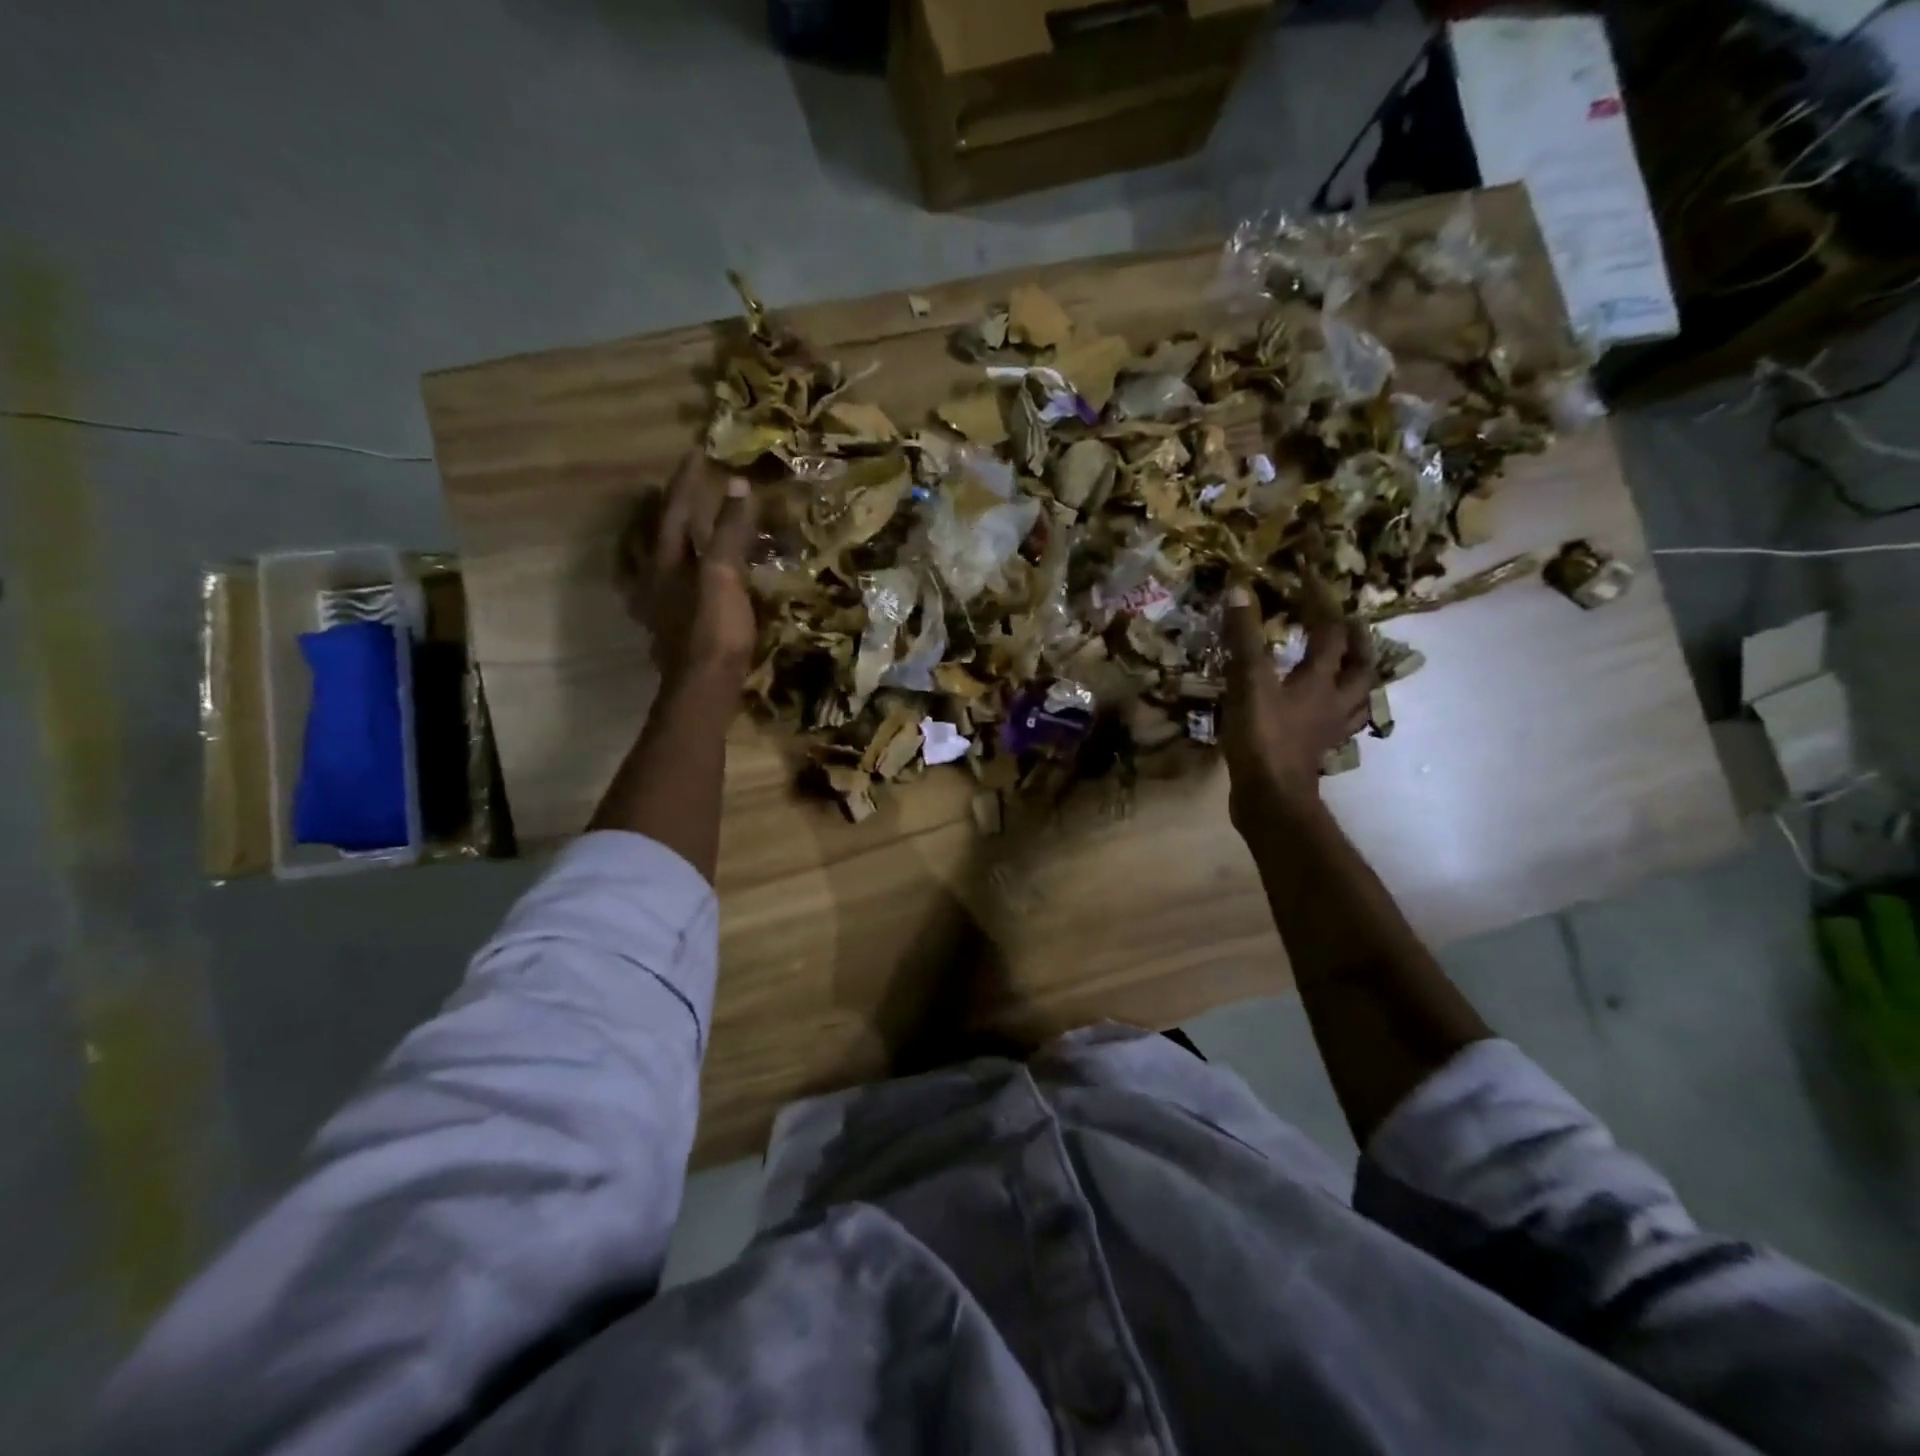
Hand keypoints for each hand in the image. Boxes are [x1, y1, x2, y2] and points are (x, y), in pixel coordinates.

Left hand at [623, 452, 756, 689]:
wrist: (704, 688)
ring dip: (647, 543)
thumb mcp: (726, 575)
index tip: (697, 453)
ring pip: (641, 565)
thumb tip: (738, 485)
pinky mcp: (664, 632)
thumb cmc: (716, 630)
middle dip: (656, 510)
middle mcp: (652, 580)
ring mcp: (654, 608)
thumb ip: (730, 532)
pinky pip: (652, 595)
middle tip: (664, 491)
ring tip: (654, 532)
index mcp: (666, 561)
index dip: (687, 481)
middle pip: (647, 535)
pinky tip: (663, 587)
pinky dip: (655, 580)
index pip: (676, 510)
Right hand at [1221, 586, 1377, 824]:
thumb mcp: (1247, 682)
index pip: (1330, 634)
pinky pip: (1338, 725)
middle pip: (1361, 668)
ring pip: (1358, 699)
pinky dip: (1338, 712)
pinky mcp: (1316, 751)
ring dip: (1358, 678)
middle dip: (1359, 644)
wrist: (1270, 797)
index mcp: (1321, 680)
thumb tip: (1240, 590)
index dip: (1323, 606)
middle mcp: (1334, 701)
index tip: (1311, 584)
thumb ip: (1244, 638)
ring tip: (1350, 666)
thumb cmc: (1262, 737)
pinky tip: (1325, 712)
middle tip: (1351, 626)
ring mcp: (1329, 729)